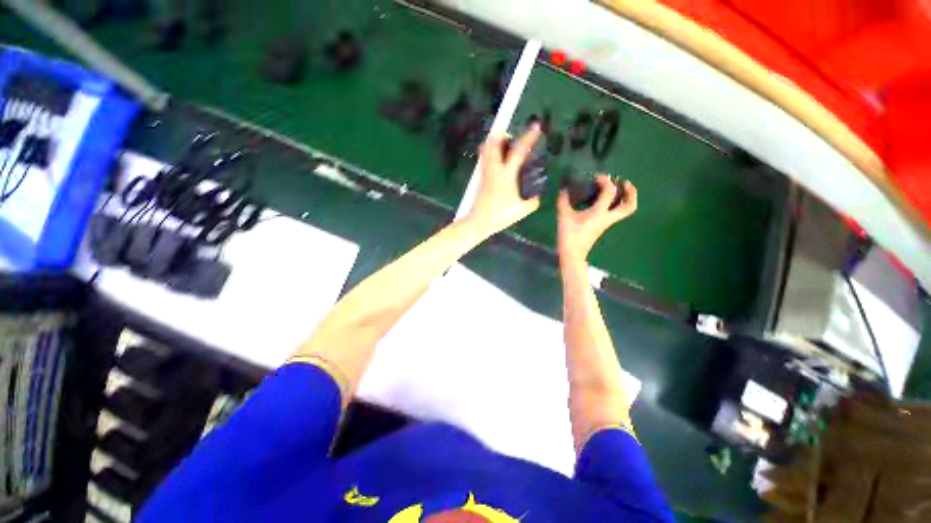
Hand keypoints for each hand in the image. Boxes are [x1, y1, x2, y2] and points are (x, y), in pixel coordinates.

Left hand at [465, 125, 542, 235]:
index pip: (518, 152)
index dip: (528, 138)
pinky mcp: (481, 178)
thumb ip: (533, 201)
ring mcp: (485, 173)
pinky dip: (488, 151)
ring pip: (486, 150)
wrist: (480, 222)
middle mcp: (494, 170)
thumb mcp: (523, 210)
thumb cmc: (501, 216)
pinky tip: (494, 156)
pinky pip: (483, 159)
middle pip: (494, 144)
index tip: (536, 127)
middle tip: (512, 136)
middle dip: (503, 135)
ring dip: (494, 141)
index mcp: (506, 176)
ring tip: (502, 141)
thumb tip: (537, 196)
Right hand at [557, 175, 636, 263]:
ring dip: (627, 198)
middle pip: (629, 204)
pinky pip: (615, 213)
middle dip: (631, 191)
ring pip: (625, 210)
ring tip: (619, 190)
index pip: (610, 191)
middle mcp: (608, 217)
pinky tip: (604, 201)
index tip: (596, 177)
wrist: (572, 253)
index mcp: (599, 212)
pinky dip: (616, 204)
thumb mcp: (563, 215)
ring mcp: (607, 223)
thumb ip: (563, 200)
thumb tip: (563, 189)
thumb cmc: (569, 234)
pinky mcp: (603, 227)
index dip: (605, 181)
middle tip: (623, 182)